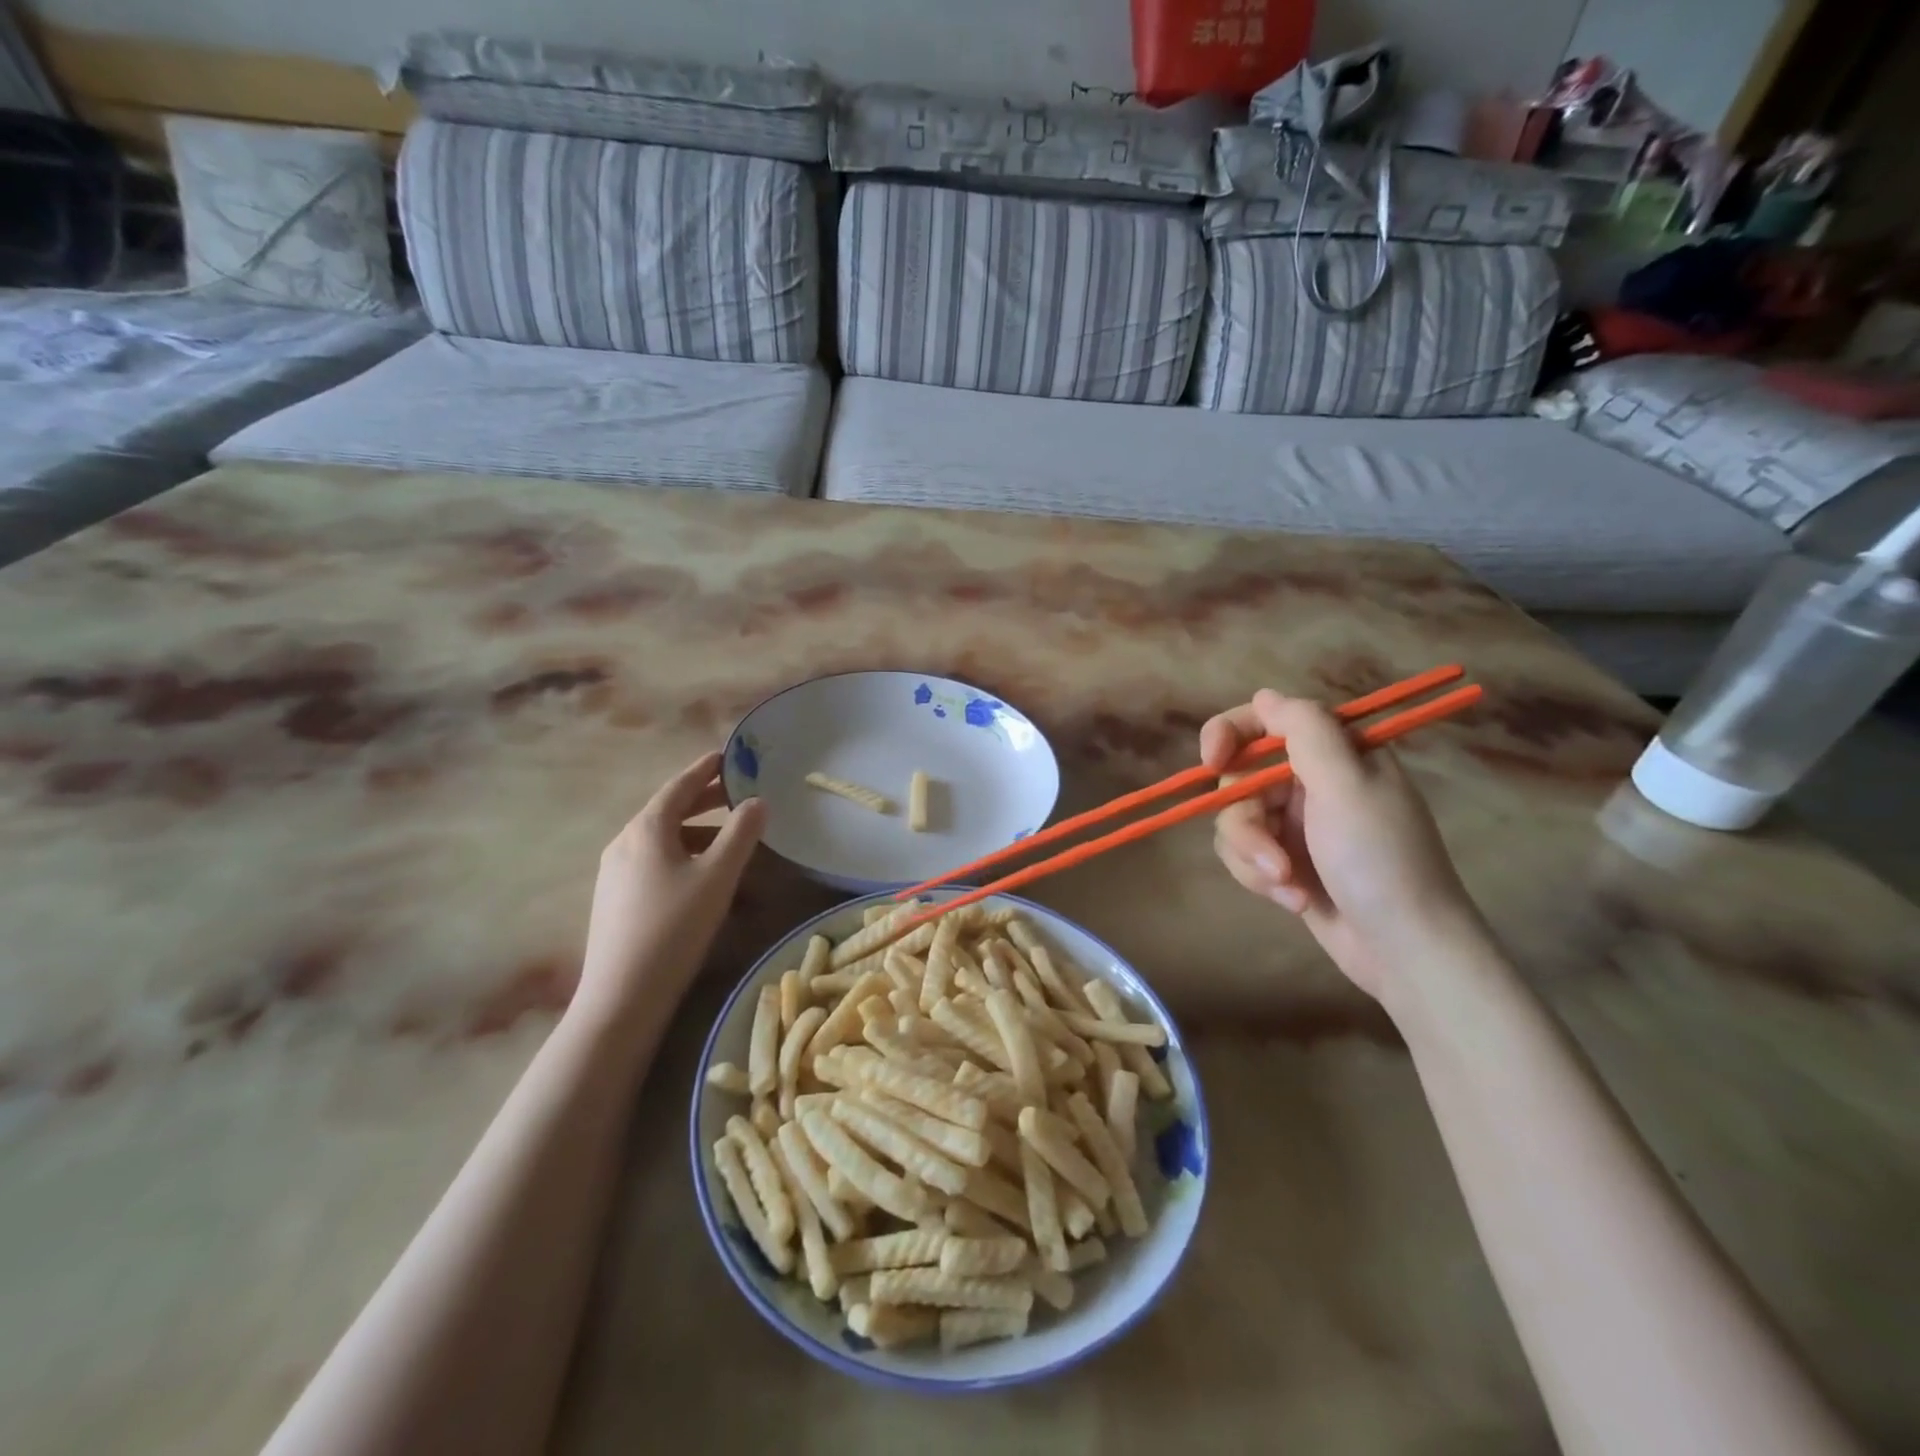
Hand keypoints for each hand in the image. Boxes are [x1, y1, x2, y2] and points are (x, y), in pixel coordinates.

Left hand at [575, 751, 766, 1027]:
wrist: (623, 995)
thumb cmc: (674, 926)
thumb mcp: (718, 876)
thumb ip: (741, 833)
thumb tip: (758, 801)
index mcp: (647, 829)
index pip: (679, 786)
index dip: (705, 769)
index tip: (727, 756)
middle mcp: (625, 842)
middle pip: (668, 810)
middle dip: (703, 799)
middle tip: (735, 793)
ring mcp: (614, 872)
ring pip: (661, 839)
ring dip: (696, 831)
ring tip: (727, 839)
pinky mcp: (615, 899)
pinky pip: (653, 861)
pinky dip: (682, 854)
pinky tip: (700, 876)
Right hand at [1200, 691, 1476, 997]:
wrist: (1406, 951)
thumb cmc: (1380, 860)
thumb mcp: (1345, 785)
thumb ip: (1304, 730)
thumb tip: (1265, 695)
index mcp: (1335, 753)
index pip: (1266, 720)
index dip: (1230, 734)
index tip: (1212, 761)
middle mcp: (1313, 781)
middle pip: (1240, 779)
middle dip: (1248, 823)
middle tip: (1271, 856)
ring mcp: (1298, 823)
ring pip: (1236, 820)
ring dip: (1255, 856)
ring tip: (1288, 886)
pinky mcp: (1286, 860)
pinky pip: (1244, 854)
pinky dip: (1261, 877)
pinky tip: (1295, 901)